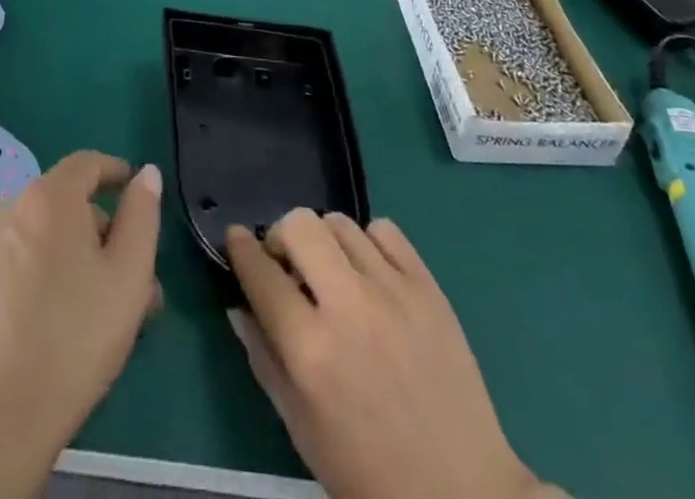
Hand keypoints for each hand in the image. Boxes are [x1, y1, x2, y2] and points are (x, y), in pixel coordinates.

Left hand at [0, 152, 163, 498]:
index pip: (88, 163)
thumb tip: (146, 174)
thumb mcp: (129, 273)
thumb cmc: (75, 334)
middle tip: (141, 276)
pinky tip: (81, 318)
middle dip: (109, 231)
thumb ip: (142, 215)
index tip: (141, 194)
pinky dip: (61, 272)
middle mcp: (16, 209)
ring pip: (55, 237)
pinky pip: (33, 259)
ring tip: (119, 308)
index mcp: (49, 196)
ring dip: (89, 258)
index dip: (118, 172)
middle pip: (72, 203)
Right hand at [227, 210, 547, 498]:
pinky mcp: (429, 287)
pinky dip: (368, 243)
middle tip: (287, 264)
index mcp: (310, 350)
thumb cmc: (368, 474)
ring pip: (340, 222)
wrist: (460, 496)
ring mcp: (393, 292)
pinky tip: (370, 273)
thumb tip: (236, 305)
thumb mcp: (300, 428)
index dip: (239, 248)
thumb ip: (263, 359)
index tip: (234, 238)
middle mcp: (348, 308)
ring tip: (331, 272)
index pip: (260, 273)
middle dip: (281, 236)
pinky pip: (386, 231)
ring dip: (324, 241)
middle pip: (299, 225)